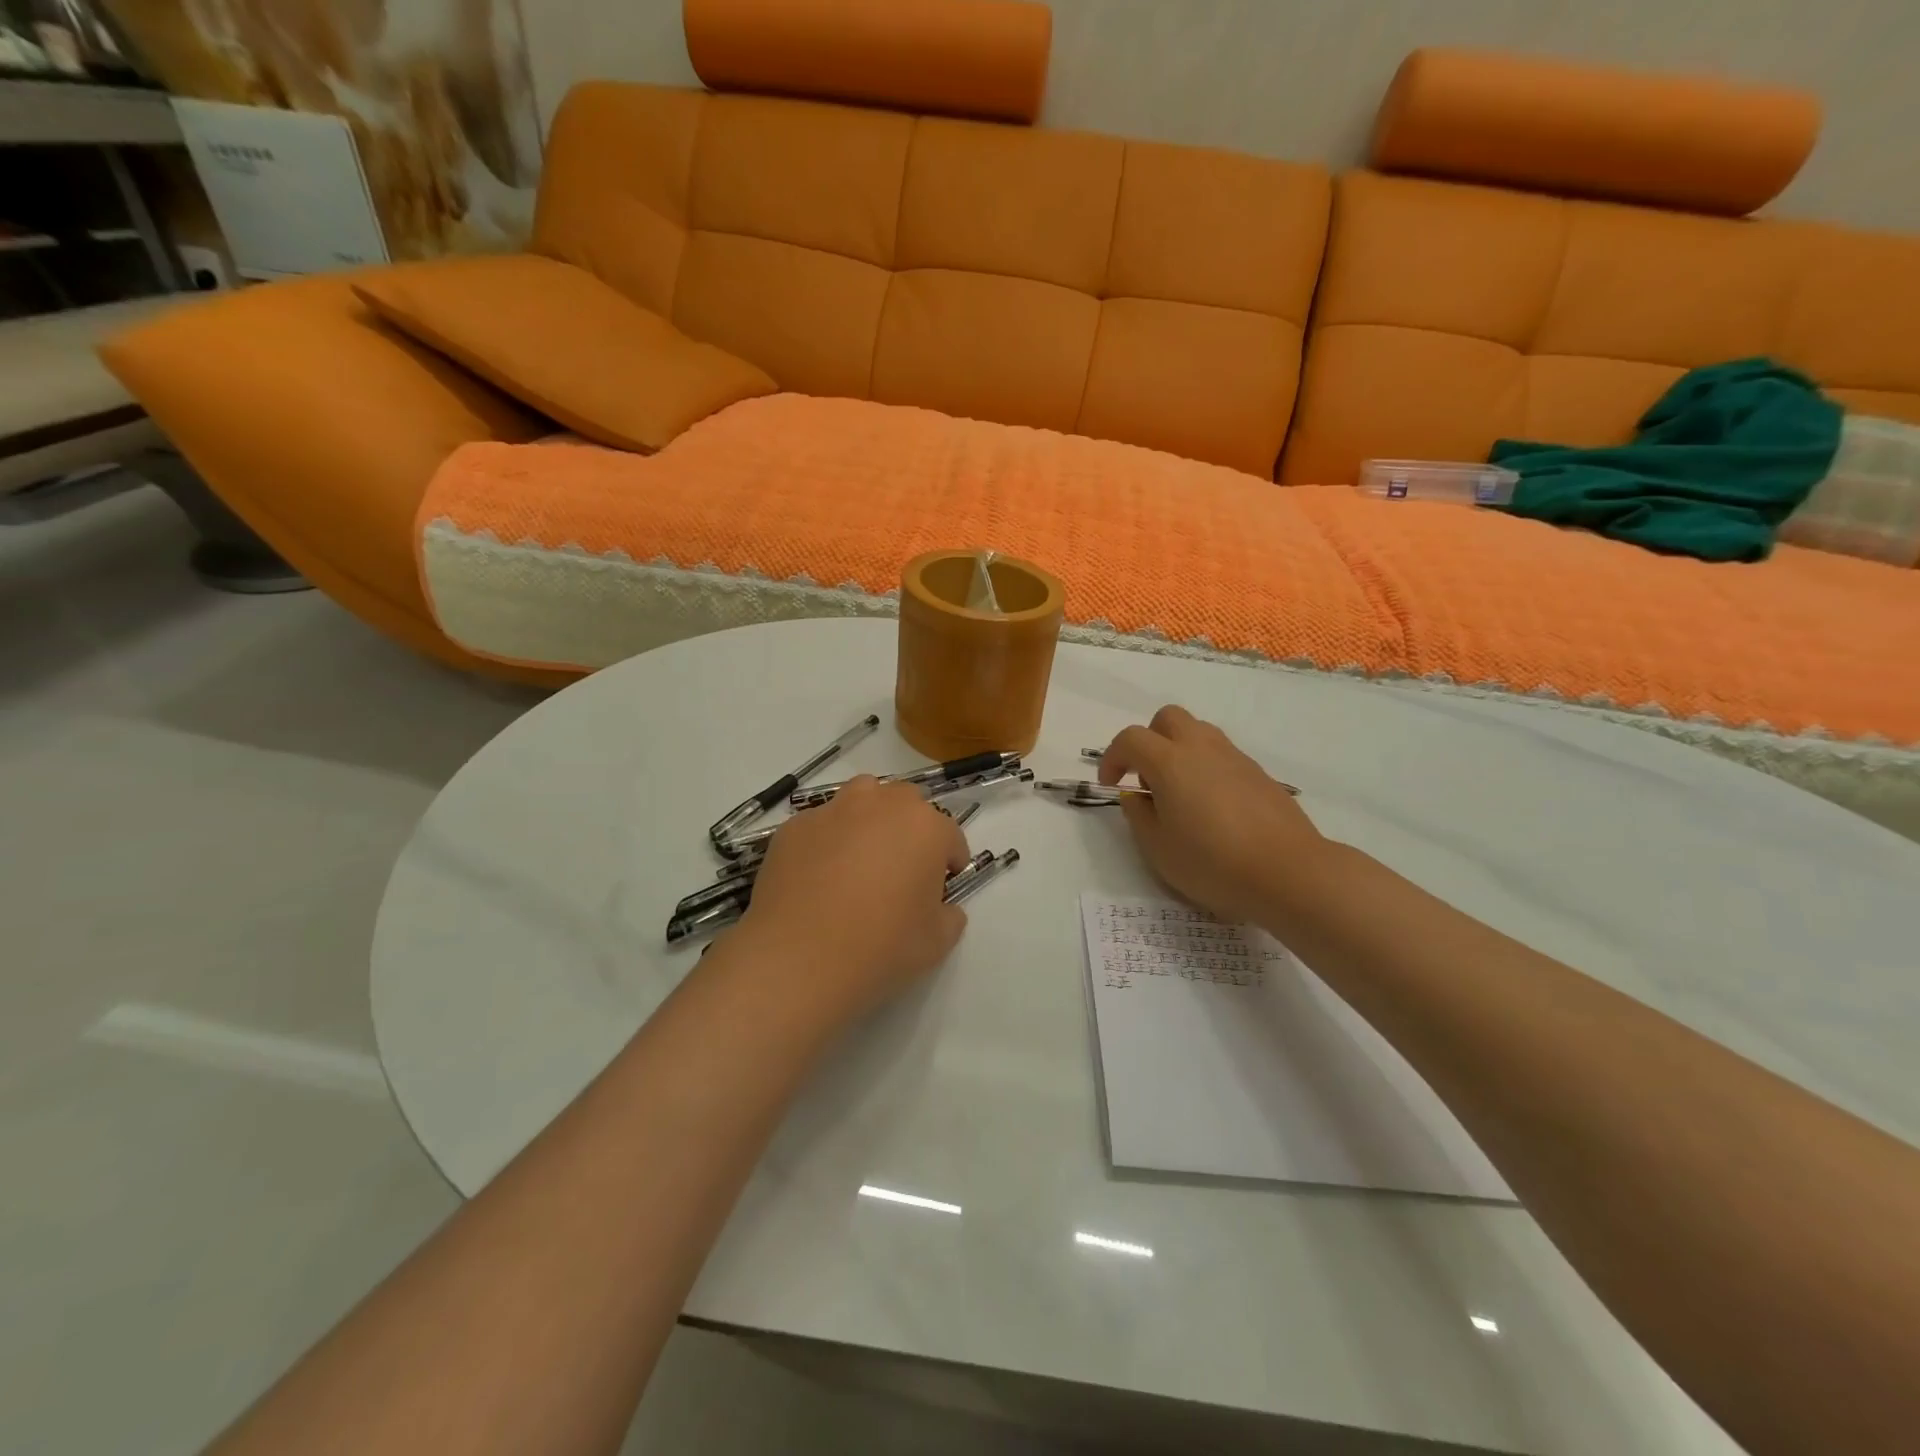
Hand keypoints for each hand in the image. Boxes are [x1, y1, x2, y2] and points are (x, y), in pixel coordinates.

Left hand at [731, 777, 970, 1024]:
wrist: (798, 956)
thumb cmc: (880, 946)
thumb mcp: (936, 943)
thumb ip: (949, 916)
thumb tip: (942, 908)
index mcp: (926, 828)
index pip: (950, 837)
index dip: (949, 864)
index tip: (940, 889)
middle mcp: (882, 805)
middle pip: (906, 803)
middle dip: (910, 829)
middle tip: (901, 870)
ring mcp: (834, 810)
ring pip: (862, 797)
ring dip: (870, 818)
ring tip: (860, 858)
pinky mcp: (795, 826)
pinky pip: (821, 824)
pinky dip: (827, 840)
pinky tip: (818, 877)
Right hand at [1100, 706, 1325, 924]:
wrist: (1288, 872)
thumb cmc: (1213, 863)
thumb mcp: (1158, 849)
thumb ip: (1139, 816)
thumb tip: (1136, 796)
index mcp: (1170, 762)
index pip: (1130, 739)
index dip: (1113, 758)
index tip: (1111, 785)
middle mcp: (1202, 748)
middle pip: (1167, 719)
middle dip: (1149, 741)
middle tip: (1147, 780)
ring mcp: (1235, 758)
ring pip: (1198, 733)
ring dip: (1179, 752)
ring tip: (1179, 795)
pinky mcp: (1259, 774)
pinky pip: (1222, 755)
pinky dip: (1205, 768)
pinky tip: (1212, 808)